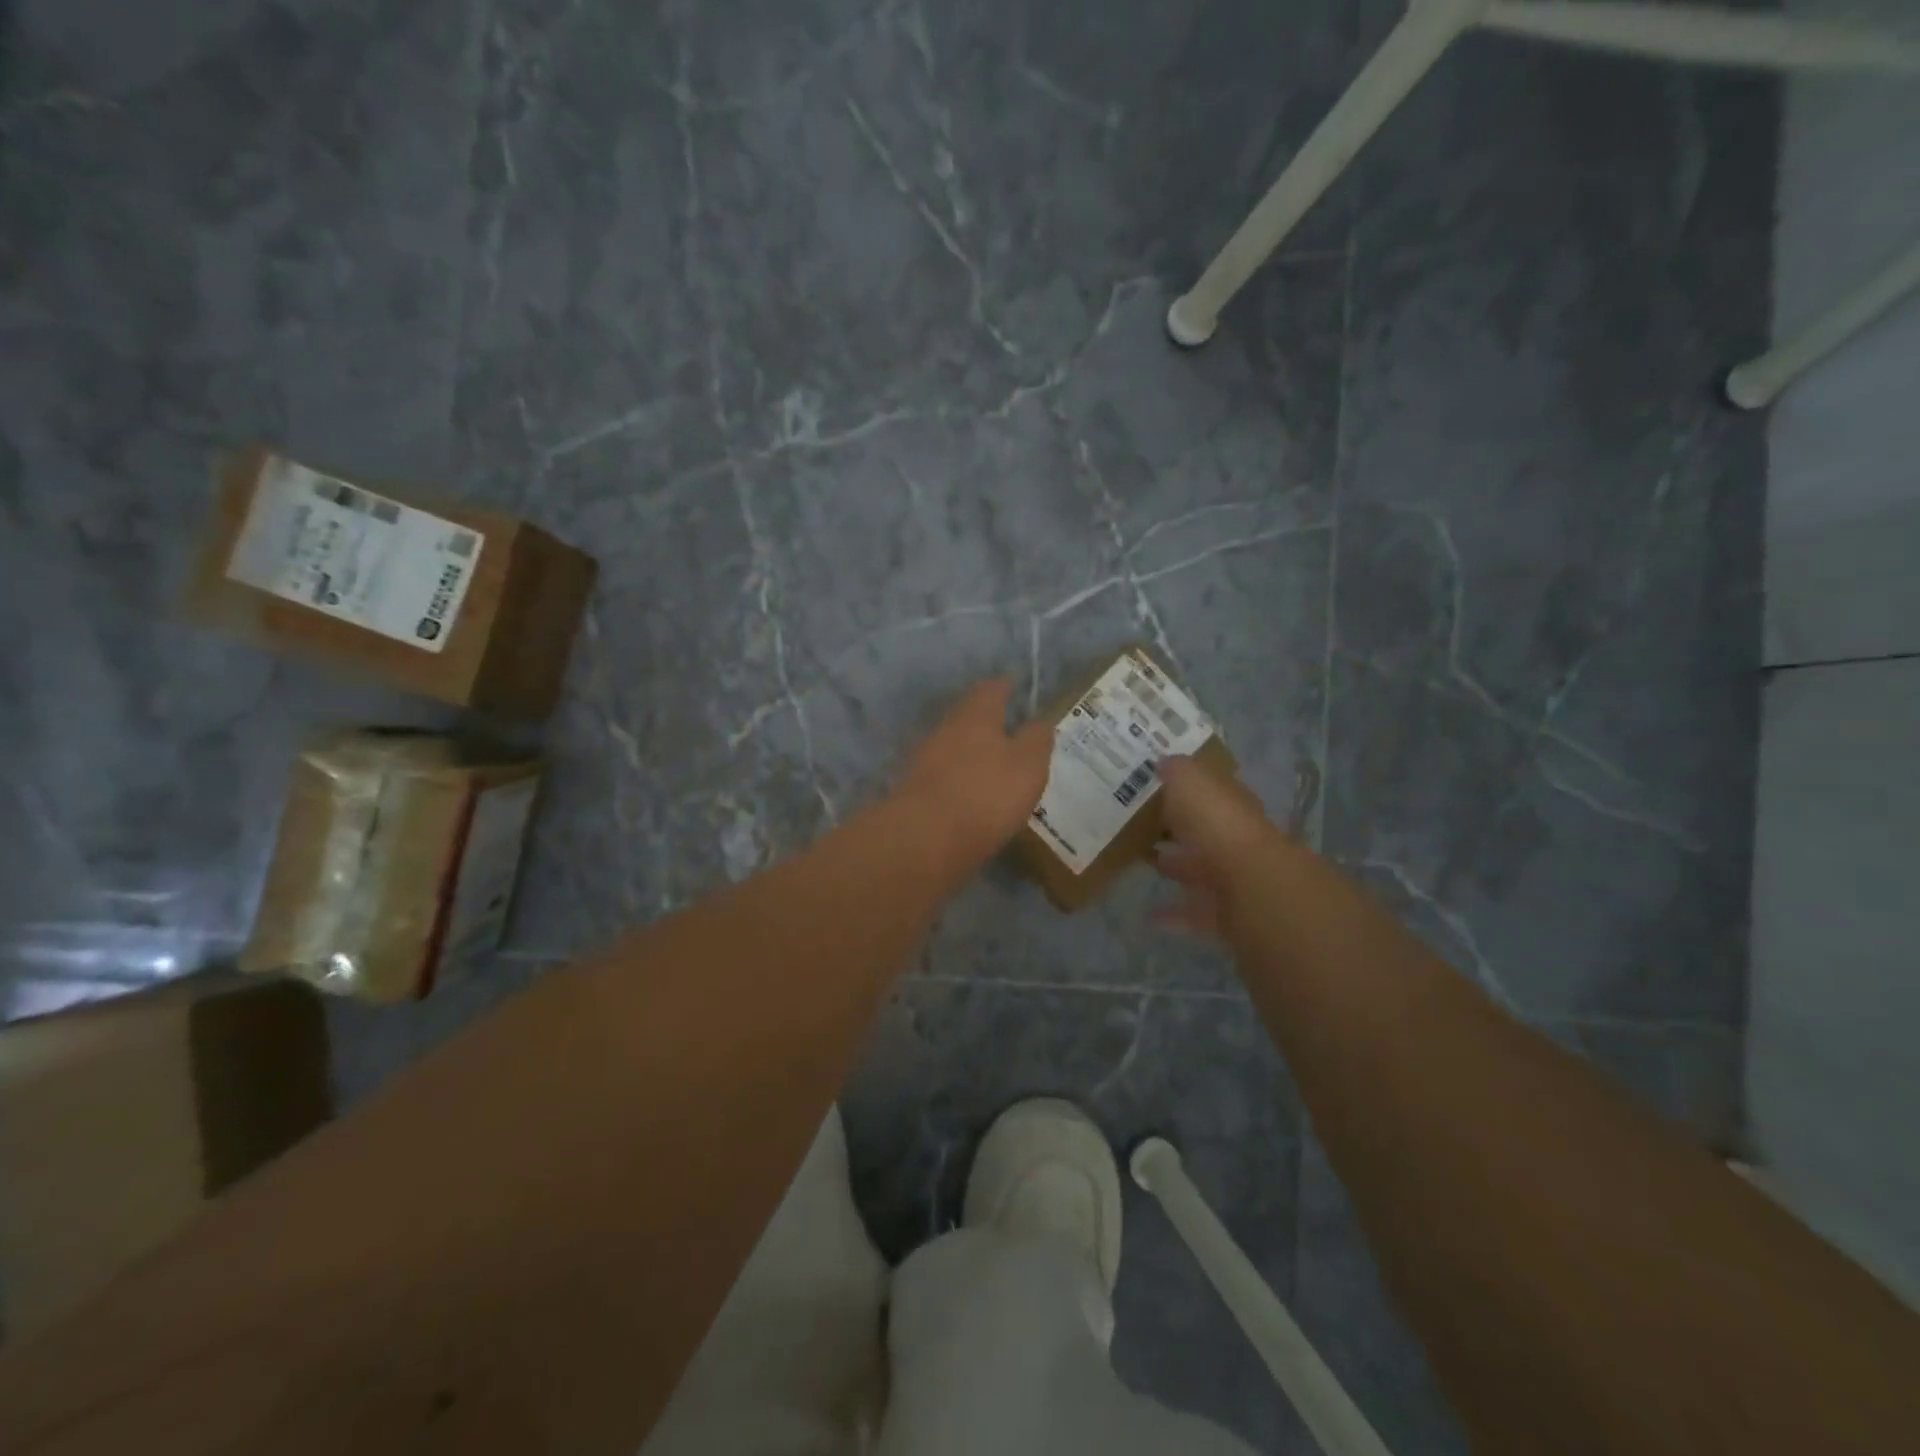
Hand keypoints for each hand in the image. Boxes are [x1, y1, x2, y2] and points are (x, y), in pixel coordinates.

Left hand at [895, 677, 1052, 867]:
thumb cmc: (986, 793)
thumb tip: (1040, 721)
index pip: (991, 689)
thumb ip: (1037, 739)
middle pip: (967, 715)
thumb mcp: (1029, 765)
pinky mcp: (915, 789)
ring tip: (993, 763)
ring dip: (971, 750)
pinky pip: (943, 774)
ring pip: (953, 744)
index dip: (1005, 687)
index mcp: (975, 715)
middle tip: (1008, 727)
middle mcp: (946, 728)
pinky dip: (958, 777)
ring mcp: (924, 758)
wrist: (925, 838)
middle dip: (986, 719)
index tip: (1015, 686)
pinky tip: (970, 791)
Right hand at [1152, 755, 1285, 940]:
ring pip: (1200, 870)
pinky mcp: (1225, 914)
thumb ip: (1177, 771)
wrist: (1250, 886)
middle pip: (1204, 832)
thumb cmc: (1218, 825)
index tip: (1154, 787)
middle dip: (1178, 829)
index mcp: (1231, 805)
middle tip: (1140, 825)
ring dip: (1175, 868)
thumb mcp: (1191, 782)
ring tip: (1141, 863)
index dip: (1186, 788)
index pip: (1211, 791)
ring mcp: (1233, 878)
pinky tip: (1147, 915)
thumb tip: (1163, 761)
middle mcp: (1236, 839)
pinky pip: (1193, 911)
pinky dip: (1172, 914)